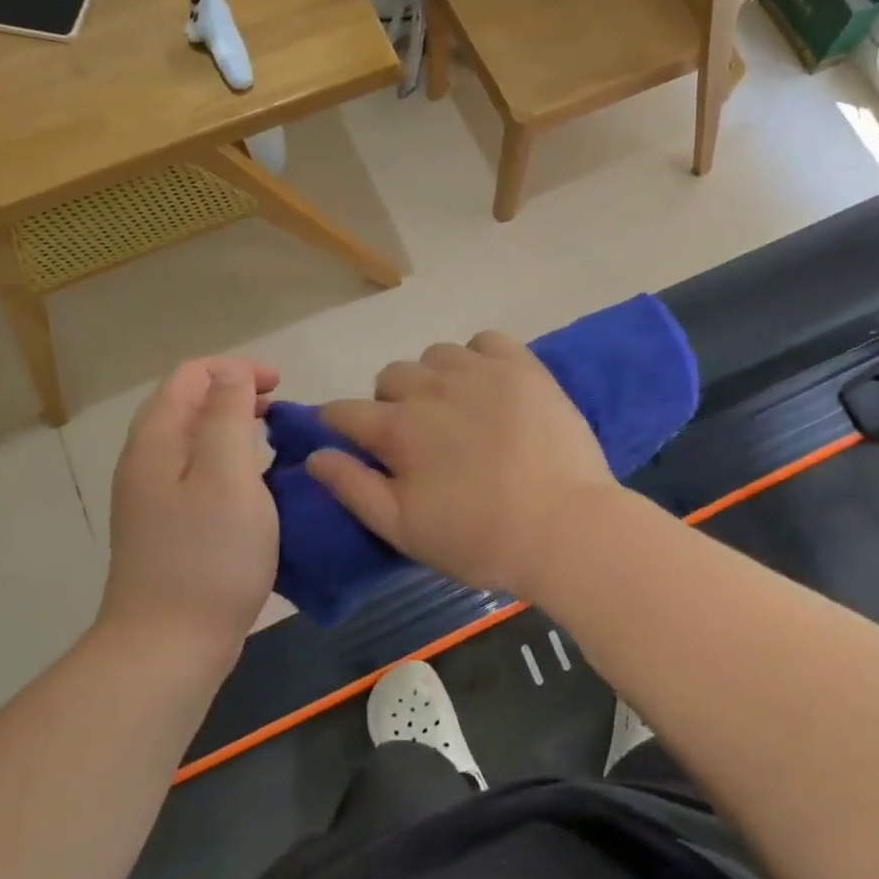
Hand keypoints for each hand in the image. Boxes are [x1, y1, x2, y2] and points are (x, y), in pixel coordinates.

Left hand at [104, 357, 278, 663]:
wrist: (168, 648)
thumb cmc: (208, 556)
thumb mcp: (228, 475)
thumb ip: (228, 414)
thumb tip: (230, 372)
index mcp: (156, 441)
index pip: (190, 375)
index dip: (237, 369)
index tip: (281, 387)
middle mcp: (145, 462)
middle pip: (187, 403)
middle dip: (235, 393)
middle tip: (280, 412)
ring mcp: (152, 498)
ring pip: (193, 439)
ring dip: (233, 427)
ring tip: (272, 442)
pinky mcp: (166, 527)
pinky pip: (197, 472)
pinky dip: (228, 461)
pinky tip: (254, 486)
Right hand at [306, 332, 616, 598]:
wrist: (565, 527)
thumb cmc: (480, 538)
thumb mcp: (404, 529)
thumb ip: (353, 488)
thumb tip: (313, 455)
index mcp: (398, 429)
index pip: (344, 411)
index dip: (338, 424)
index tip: (350, 438)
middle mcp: (431, 388)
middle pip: (389, 377)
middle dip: (390, 403)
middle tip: (417, 439)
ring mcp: (479, 371)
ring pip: (435, 356)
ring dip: (433, 378)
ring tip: (455, 409)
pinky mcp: (522, 367)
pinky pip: (485, 340)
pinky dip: (478, 356)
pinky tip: (489, 384)